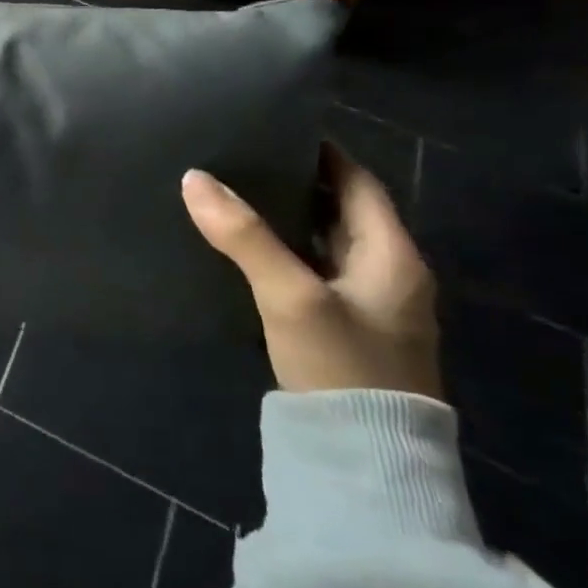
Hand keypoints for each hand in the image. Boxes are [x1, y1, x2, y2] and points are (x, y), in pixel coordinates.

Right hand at [181, 145, 440, 398]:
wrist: (364, 459)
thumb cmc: (341, 365)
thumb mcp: (290, 295)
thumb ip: (244, 236)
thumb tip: (194, 178)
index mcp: (393, 255)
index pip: (359, 183)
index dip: (322, 152)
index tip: (275, 127)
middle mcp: (387, 274)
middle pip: (341, 211)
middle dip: (296, 182)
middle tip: (242, 156)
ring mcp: (366, 305)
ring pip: (323, 243)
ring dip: (287, 218)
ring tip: (233, 192)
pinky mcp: (342, 330)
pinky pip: (311, 272)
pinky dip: (283, 251)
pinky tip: (244, 248)